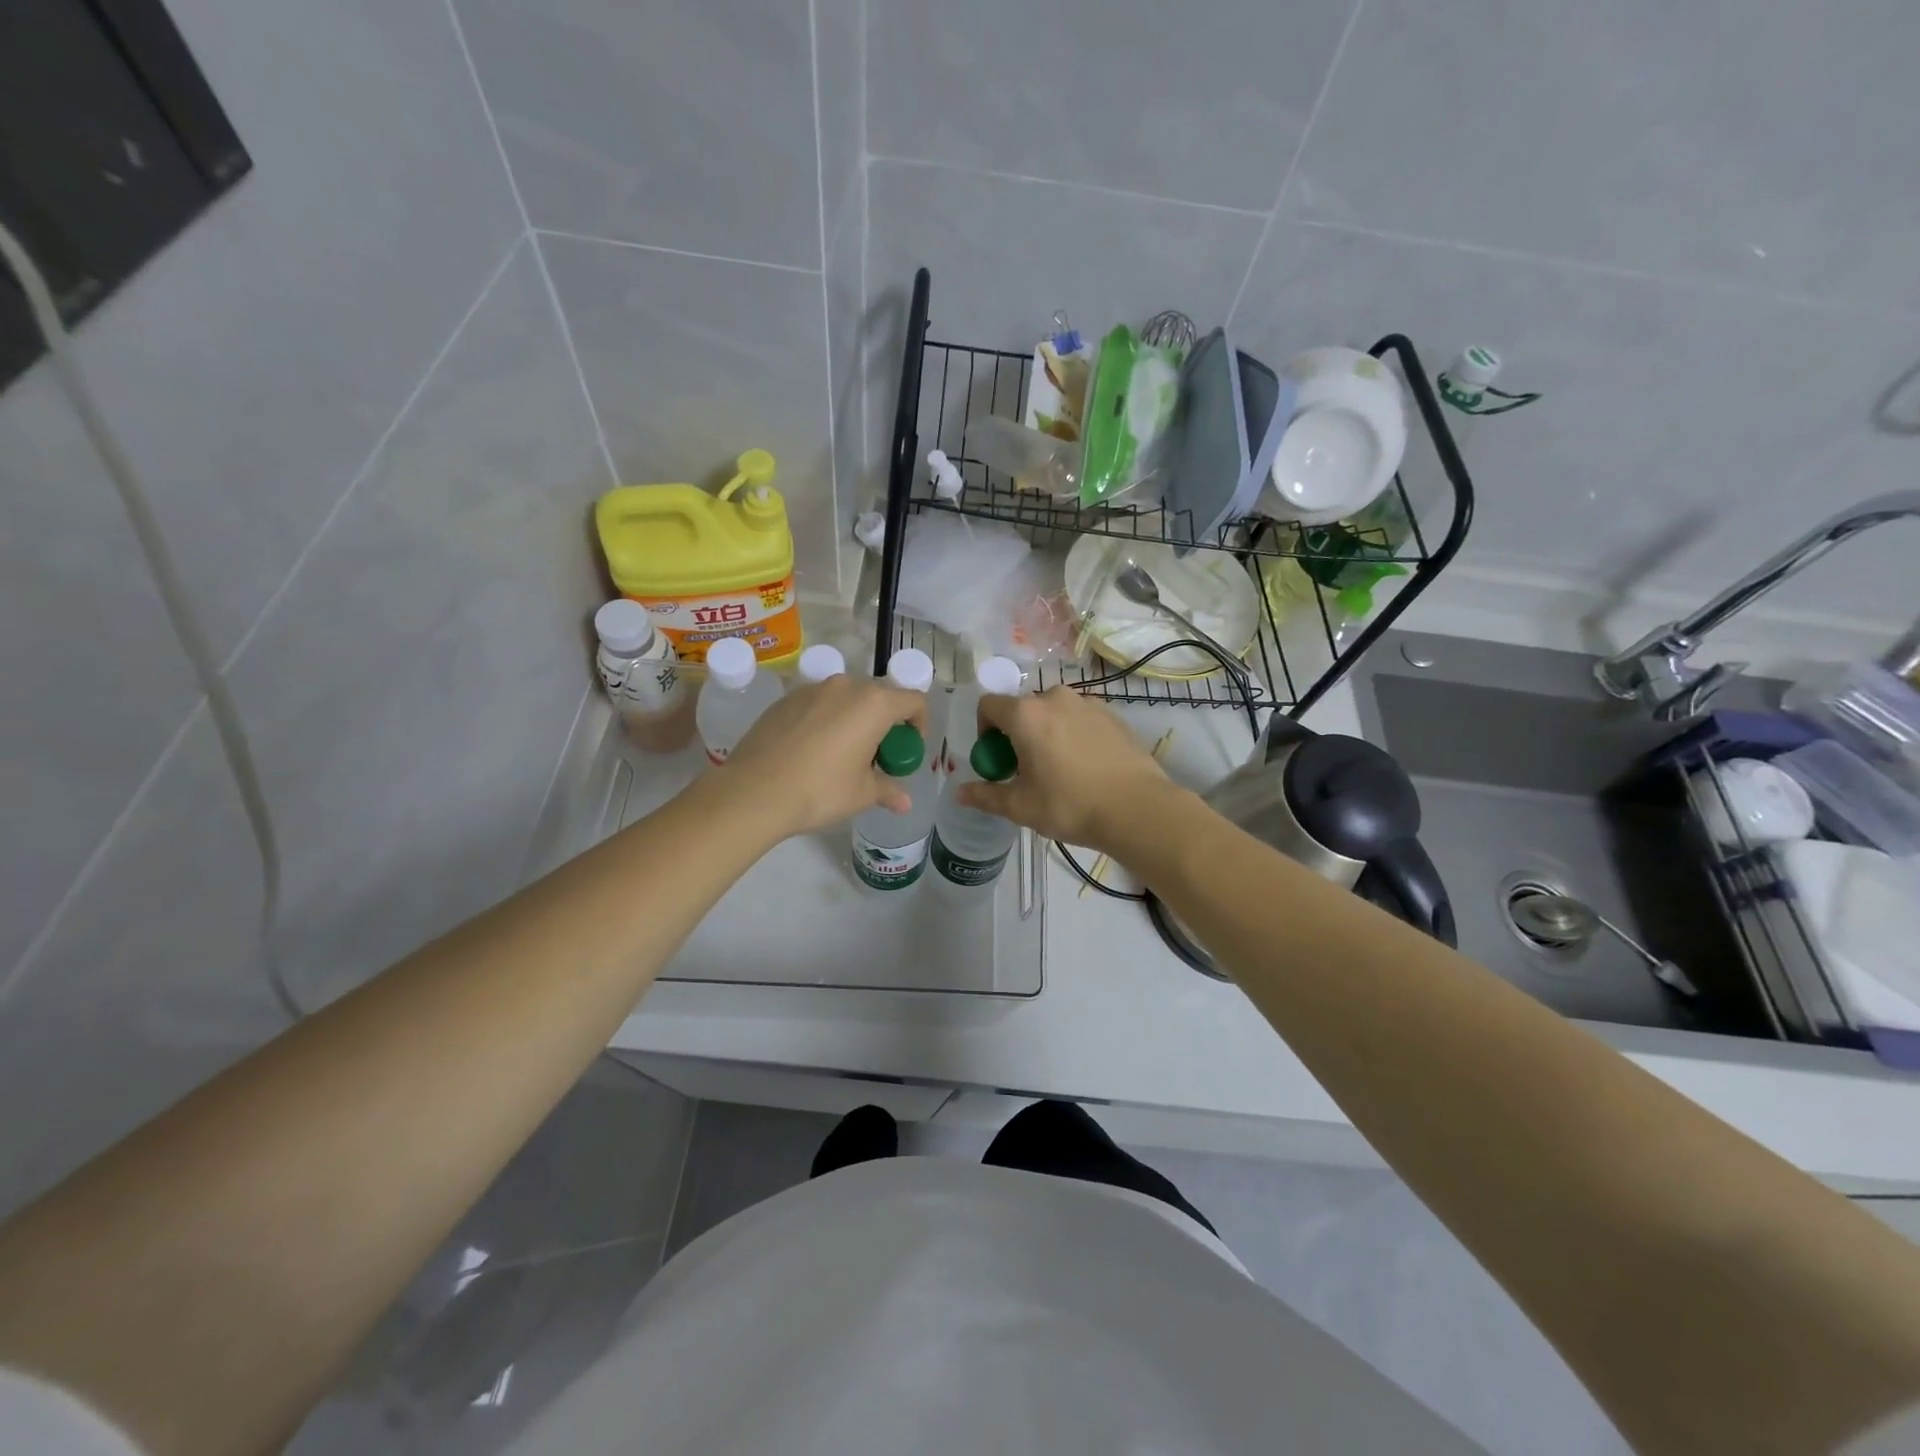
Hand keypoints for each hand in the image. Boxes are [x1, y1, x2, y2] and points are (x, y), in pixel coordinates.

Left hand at [718, 674, 928, 837]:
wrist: (753, 791)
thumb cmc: (820, 790)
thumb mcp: (861, 794)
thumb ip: (888, 790)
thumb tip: (904, 802)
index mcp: (873, 704)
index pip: (913, 701)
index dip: (919, 723)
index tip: (908, 748)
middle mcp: (845, 686)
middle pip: (879, 697)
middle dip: (885, 724)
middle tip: (876, 756)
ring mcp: (811, 689)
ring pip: (845, 699)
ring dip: (853, 720)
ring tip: (842, 754)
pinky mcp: (785, 699)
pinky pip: (817, 704)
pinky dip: (825, 721)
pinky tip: (811, 751)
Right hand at [956, 687, 1176, 852]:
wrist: (1137, 808)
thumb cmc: (1071, 805)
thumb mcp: (1021, 806)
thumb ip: (986, 795)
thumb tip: (960, 793)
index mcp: (1026, 714)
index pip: (988, 705)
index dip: (984, 730)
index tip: (997, 759)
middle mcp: (1055, 698)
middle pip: (1022, 709)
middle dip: (1016, 734)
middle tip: (1026, 770)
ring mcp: (1087, 703)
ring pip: (1053, 712)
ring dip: (1046, 733)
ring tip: (1058, 769)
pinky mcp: (1112, 714)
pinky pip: (1079, 718)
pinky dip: (1073, 734)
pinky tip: (1085, 766)